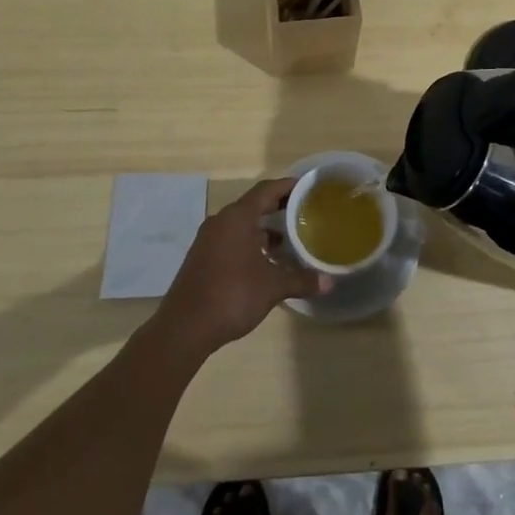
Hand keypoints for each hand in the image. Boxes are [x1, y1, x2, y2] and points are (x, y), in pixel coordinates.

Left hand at [152, 179, 329, 358]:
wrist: (184, 328)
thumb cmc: (232, 295)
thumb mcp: (272, 287)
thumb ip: (301, 280)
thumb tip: (329, 282)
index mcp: (237, 217)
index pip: (266, 190)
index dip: (287, 186)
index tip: (307, 188)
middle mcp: (221, 222)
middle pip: (254, 205)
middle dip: (278, 208)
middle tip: (304, 212)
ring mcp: (208, 240)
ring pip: (242, 225)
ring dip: (264, 230)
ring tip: (289, 241)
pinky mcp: (202, 258)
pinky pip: (231, 240)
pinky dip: (250, 244)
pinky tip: (266, 262)